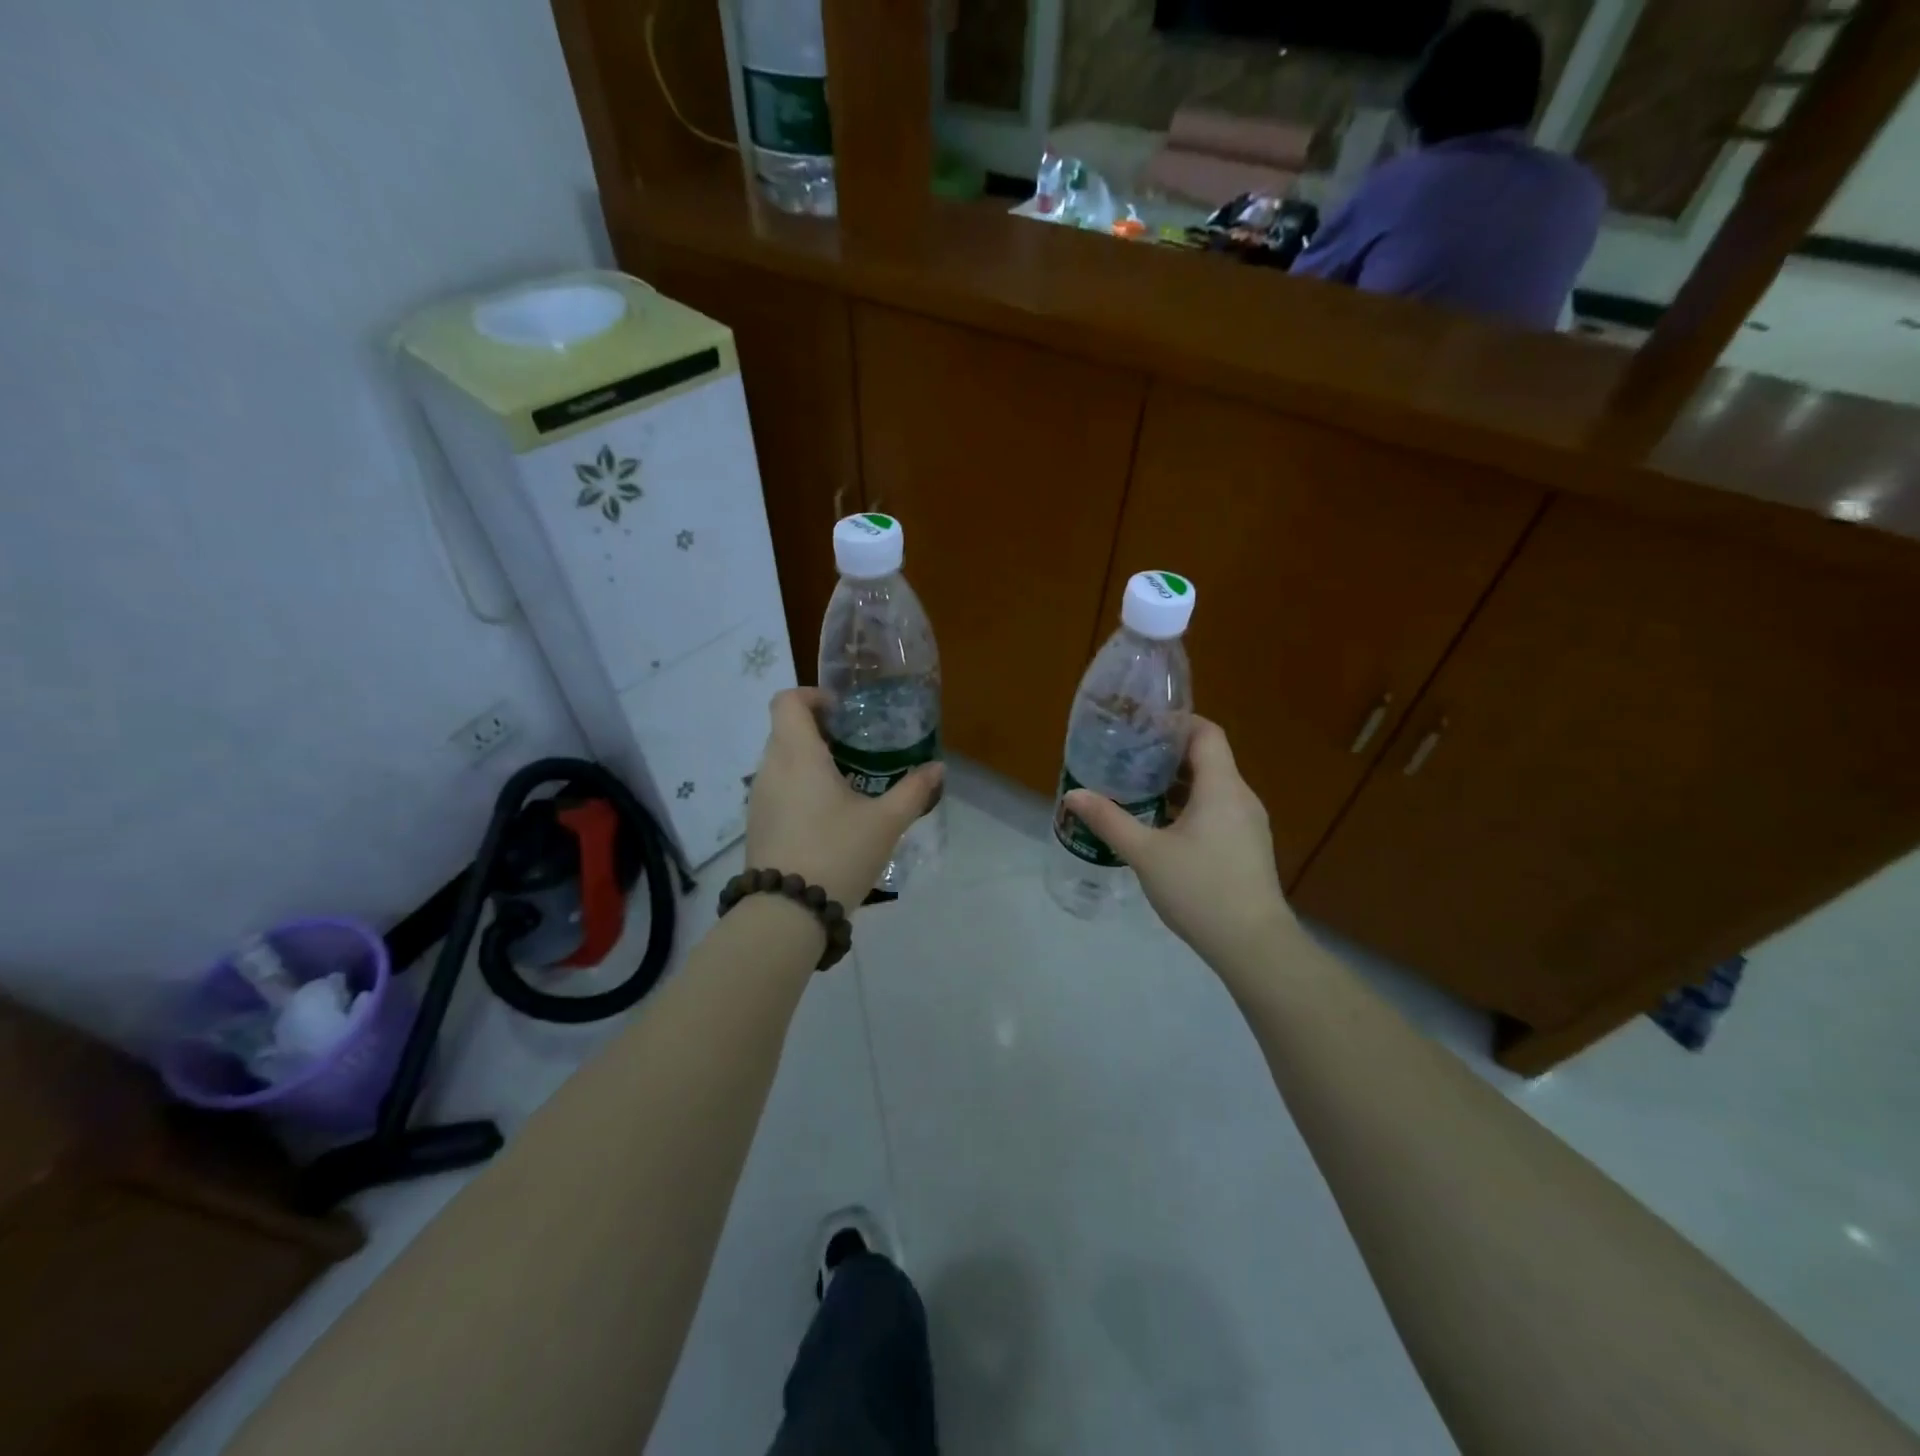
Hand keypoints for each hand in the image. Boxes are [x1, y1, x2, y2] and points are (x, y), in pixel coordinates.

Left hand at [746, 688, 943, 911]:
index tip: (842, 713)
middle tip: (854, 748)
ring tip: (845, 782)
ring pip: (780, 760)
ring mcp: (758, 797)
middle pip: (785, 729)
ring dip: (808, 760)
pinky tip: (827, 815)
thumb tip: (937, 768)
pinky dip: (798, 786)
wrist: (786, 913)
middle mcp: (770, 768)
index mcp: (797, 755)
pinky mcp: (756, 824)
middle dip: (818, 730)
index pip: (787, 701)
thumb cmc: (837, 853)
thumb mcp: (885, 823)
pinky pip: (776, 787)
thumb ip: (913, 791)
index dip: (812, 696)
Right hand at [1063, 717, 1294, 968]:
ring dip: (1177, 783)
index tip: (1141, 724)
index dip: (1176, 722)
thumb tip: (1073, 795)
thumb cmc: (1200, 889)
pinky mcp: (1246, 846)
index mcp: (1222, 787)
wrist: (1252, 945)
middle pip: (1207, 758)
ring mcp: (1248, 824)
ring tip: (1137, 787)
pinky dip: (1189, 806)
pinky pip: (1217, 810)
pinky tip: (1160, 825)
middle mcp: (1241, 797)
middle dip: (1167, 753)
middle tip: (1127, 755)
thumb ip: (1109, 820)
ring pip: (1211, 787)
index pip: (1206, 733)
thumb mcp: (1145, 853)